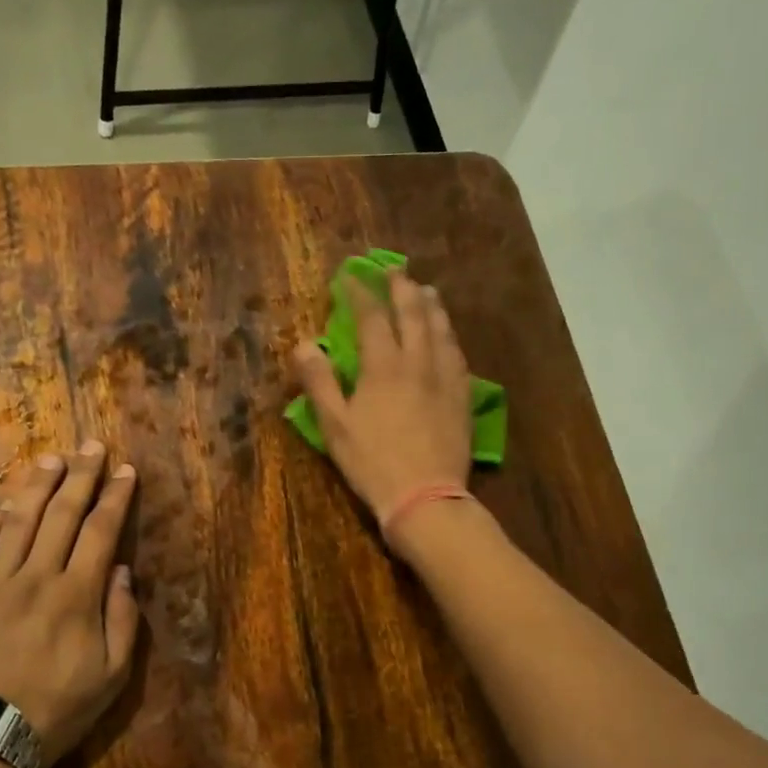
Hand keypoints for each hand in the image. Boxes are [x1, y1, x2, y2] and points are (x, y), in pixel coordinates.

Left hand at [0, 441, 140, 767]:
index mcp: (77, 596)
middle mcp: (36, 578)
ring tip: (51, 459)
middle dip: (81, 476)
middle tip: (92, 446)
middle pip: (61, 515)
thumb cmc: (58, 711)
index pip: (100, 531)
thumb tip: (121, 570)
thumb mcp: (112, 676)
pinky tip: (2, 503)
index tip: (126, 470)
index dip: (115, 497)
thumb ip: (122, 619)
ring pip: (18, 522)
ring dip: (37, 486)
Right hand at [291, 269, 473, 532]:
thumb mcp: (335, 426)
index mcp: (383, 366)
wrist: (425, 496)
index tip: (350, 277)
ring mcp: (445, 379)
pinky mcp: (462, 398)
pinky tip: (449, 338)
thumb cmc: (372, 463)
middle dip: (402, 289)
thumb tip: (304, 344)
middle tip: (396, 270)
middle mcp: (418, 362)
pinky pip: (458, 356)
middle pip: (413, 314)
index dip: (360, 293)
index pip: (371, 317)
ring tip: (427, 292)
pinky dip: (450, 337)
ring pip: (441, 331)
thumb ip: (319, 382)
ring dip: (432, 307)